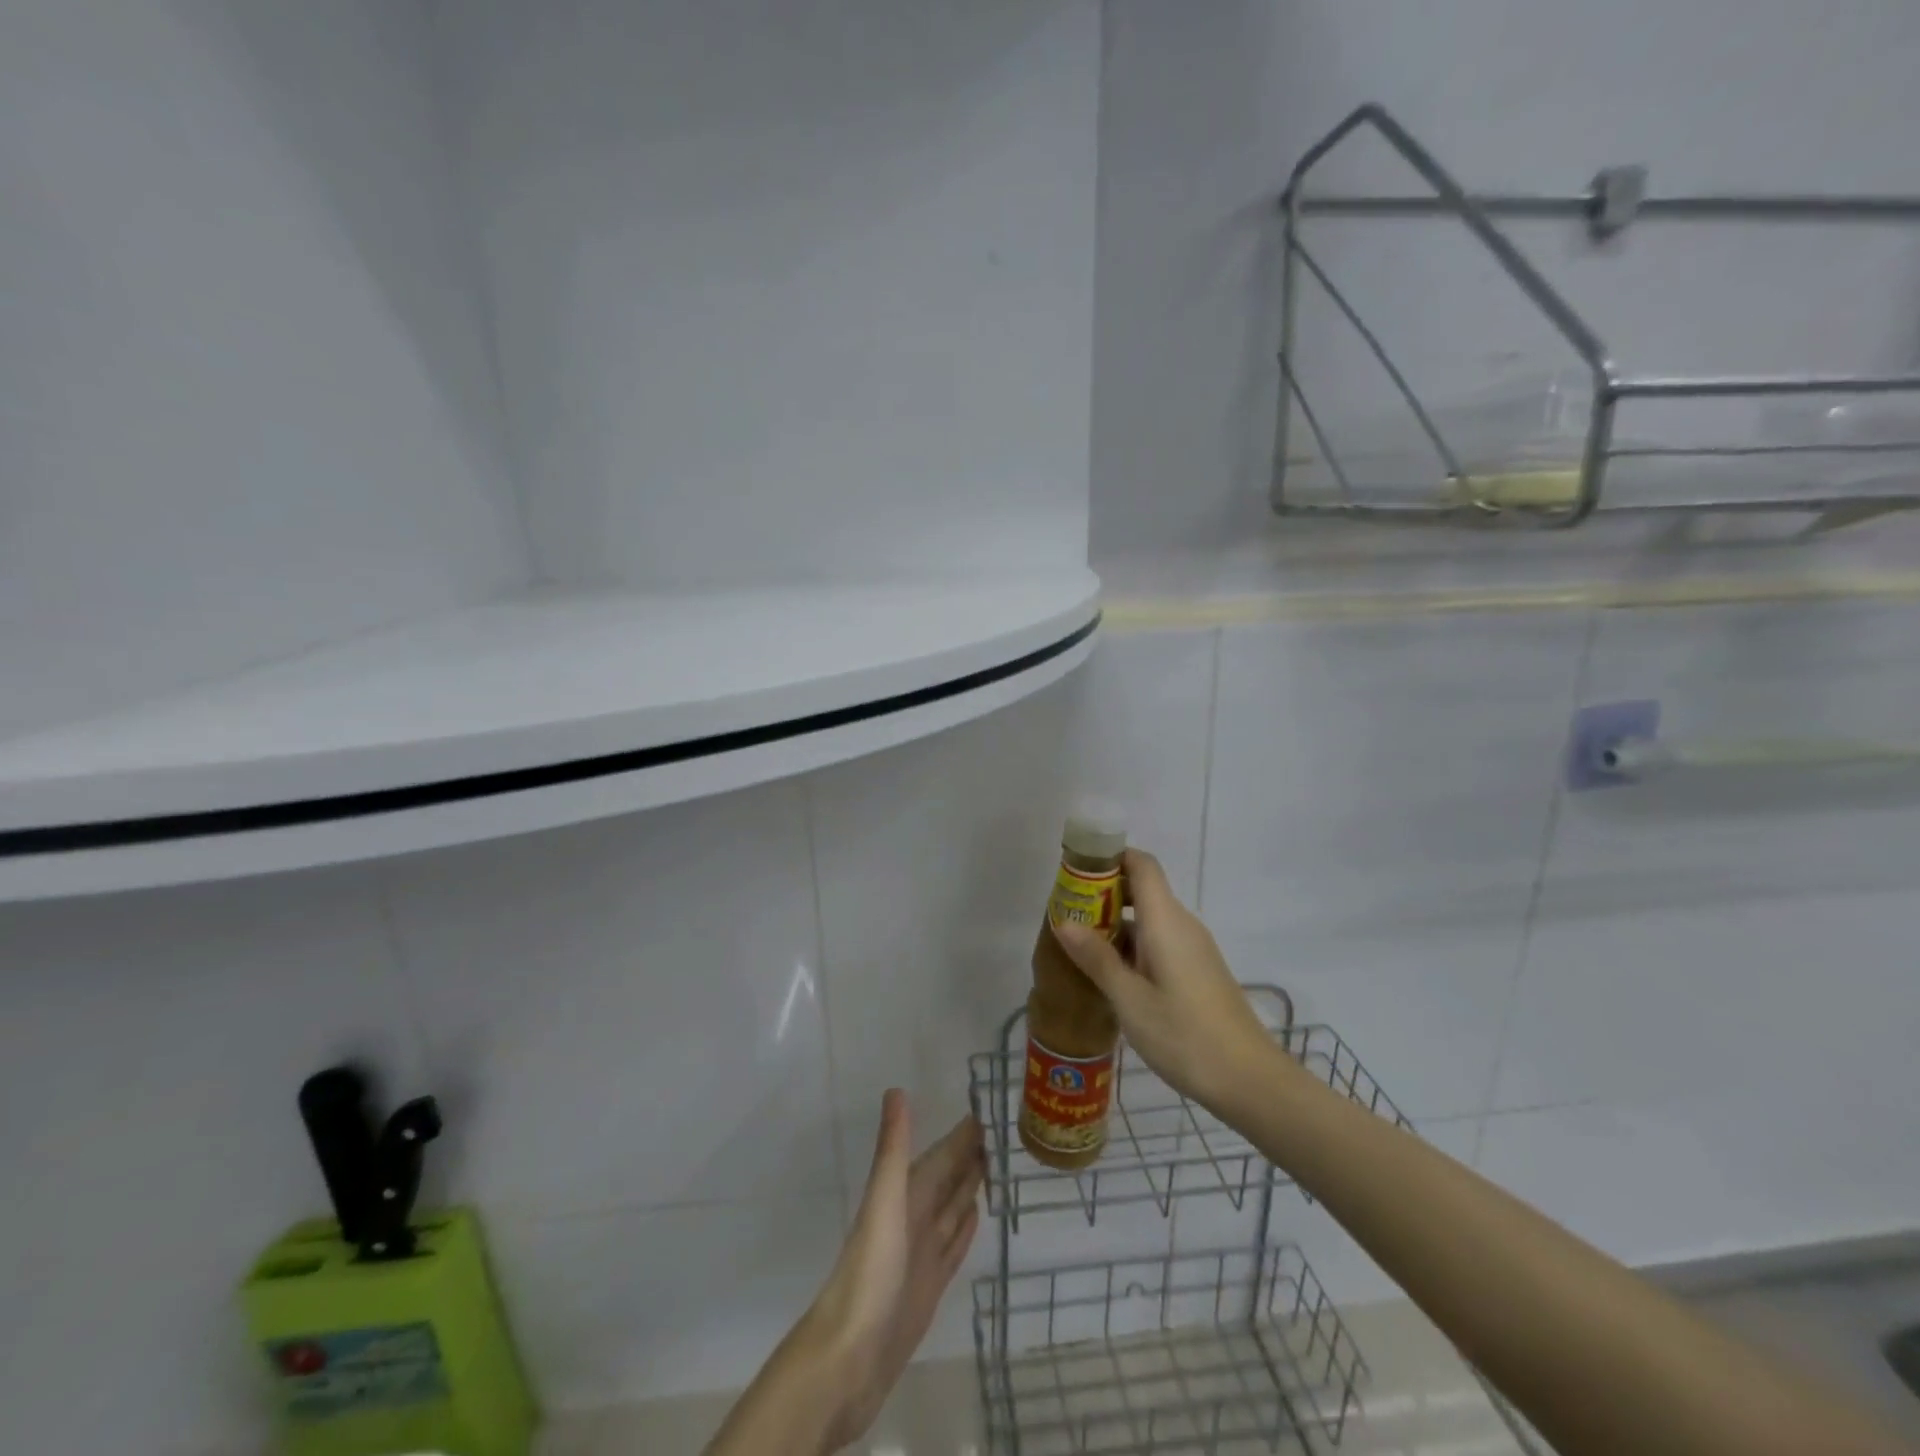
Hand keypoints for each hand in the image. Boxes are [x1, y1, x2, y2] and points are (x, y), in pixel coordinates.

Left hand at [803, 1090, 983, 1449]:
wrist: (849, 1359)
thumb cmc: (869, 1273)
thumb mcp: (884, 1202)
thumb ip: (893, 1148)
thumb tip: (896, 1090)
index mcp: (905, 1194)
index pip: (942, 1154)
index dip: (963, 1133)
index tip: (991, 1107)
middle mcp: (914, 1217)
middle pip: (948, 1178)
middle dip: (971, 1154)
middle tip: (1007, 1132)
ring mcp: (922, 1253)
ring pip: (953, 1208)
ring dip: (972, 1186)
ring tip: (997, 1165)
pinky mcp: (930, 1286)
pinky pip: (953, 1244)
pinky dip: (965, 1226)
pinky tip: (976, 1215)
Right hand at [1052, 848, 1283, 1114]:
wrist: (1250, 1080)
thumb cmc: (1184, 1035)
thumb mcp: (1129, 999)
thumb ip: (1096, 957)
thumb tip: (1064, 921)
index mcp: (1166, 921)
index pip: (1141, 864)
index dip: (1109, 859)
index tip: (1076, 872)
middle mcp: (1182, 925)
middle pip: (1142, 889)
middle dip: (1103, 895)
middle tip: (1068, 916)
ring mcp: (1193, 949)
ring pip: (1149, 919)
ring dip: (1115, 925)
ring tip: (1079, 948)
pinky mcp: (1198, 971)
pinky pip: (1159, 942)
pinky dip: (1132, 946)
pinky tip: (1112, 976)